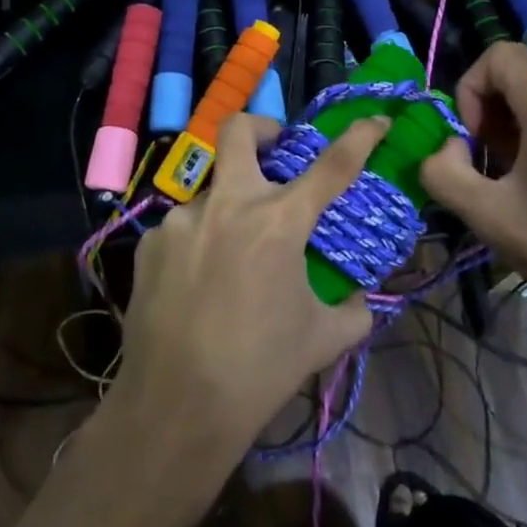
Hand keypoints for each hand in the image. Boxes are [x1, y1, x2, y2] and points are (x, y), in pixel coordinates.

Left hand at [106, 113, 383, 467]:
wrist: (176, 406)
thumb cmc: (260, 369)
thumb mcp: (321, 340)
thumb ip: (353, 311)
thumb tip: (362, 299)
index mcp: (278, 222)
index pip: (331, 166)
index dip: (358, 136)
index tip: (374, 119)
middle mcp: (228, 204)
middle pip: (238, 129)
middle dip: (261, 127)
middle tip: (275, 148)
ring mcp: (182, 219)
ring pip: (210, 189)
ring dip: (229, 206)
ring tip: (232, 256)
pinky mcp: (151, 242)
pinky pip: (183, 228)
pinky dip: (200, 242)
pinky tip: (198, 284)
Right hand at [419, 42, 526, 353]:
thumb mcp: (488, 217)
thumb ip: (443, 173)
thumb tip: (448, 146)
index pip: (499, 55)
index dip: (470, 87)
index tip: (471, 137)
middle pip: (520, 64)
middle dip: (489, 98)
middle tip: (485, 149)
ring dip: (512, 112)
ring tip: (510, 165)